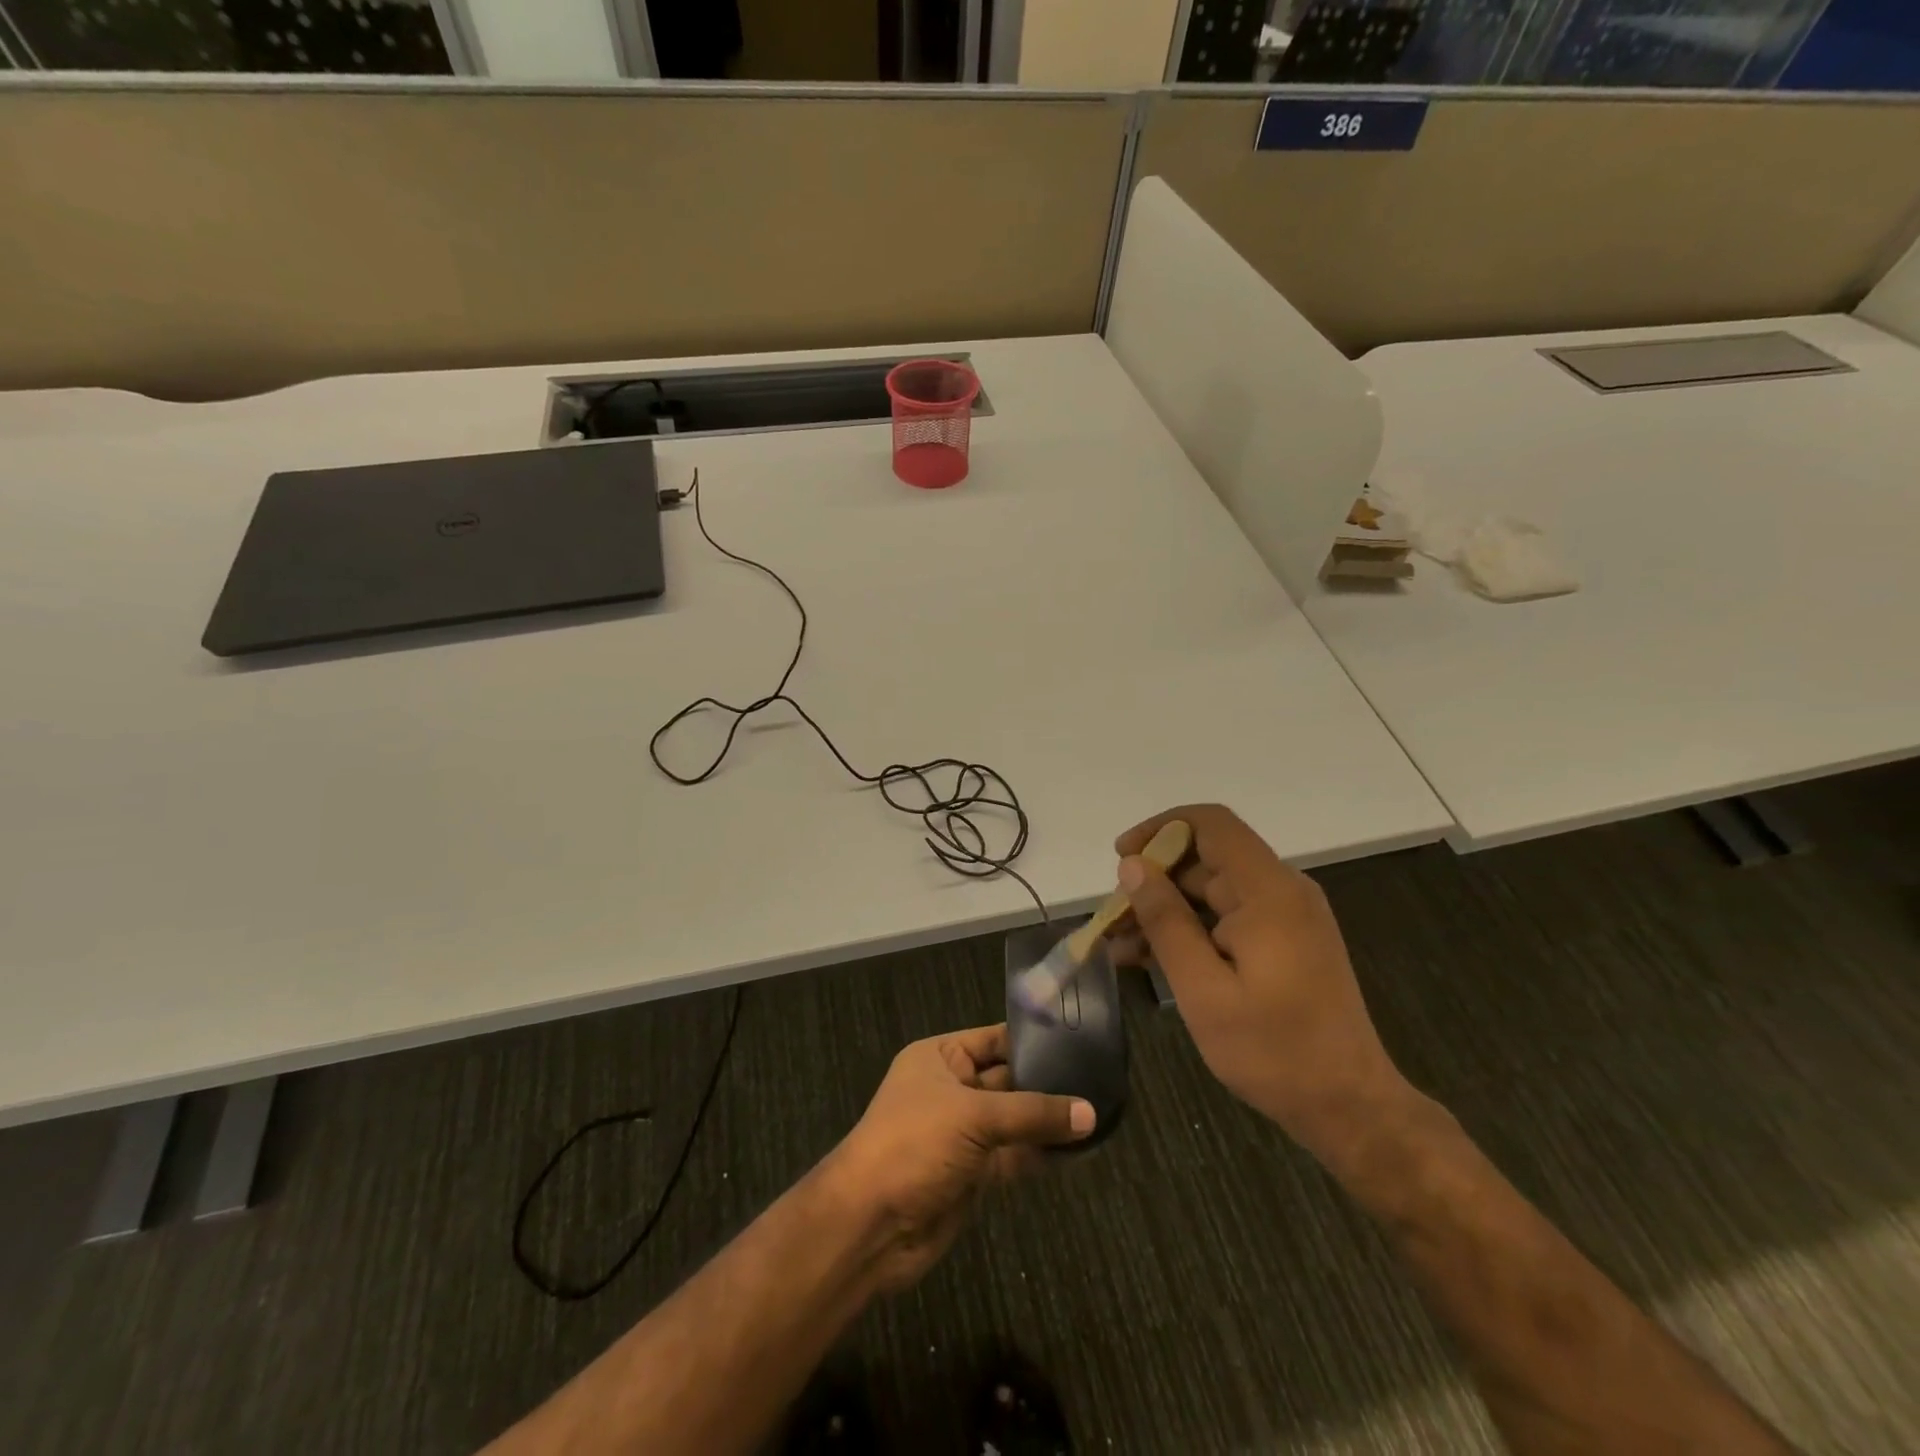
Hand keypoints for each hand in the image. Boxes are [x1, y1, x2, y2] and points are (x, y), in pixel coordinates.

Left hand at [822, 1024, 1094, 1292]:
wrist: (871, 1225)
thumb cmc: (914, 1144)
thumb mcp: (973, 1115)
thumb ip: (1033, 1113)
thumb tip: (1090, 1113)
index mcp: (940, 1057)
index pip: (995, 1039)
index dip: (1033, 1039)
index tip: (1081, 1038)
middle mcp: (953, 1089)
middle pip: (1009, 1079)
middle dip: (1049, 1081)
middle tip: (1102, 1077)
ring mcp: (964, 1133)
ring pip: (1016, 1120)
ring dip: (1050, 1120)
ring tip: (1102, 1111)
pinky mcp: (975, 1174)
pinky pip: (1016, 1155)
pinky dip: (1043, 1153)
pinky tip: (1080, 1148)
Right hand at [1108, 805, 1413, 1166]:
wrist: (1349, 1107)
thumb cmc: (1273, 1052)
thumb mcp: (1203, 990)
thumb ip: (1166, 922)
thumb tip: (1132, 866)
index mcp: (1268, 892)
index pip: (1210, 824)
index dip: (1160, 829)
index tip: (1121, 858)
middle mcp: (1281, 891)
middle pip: (1205, 858)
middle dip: (1153, 880)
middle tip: (1111, 920)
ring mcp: (1285, 916)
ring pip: (1210, 890)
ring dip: (1164, 911)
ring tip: (1119, 946)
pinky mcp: (1284, 940)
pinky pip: (1226, 917)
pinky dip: (1189, 930)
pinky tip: (1150, 959)